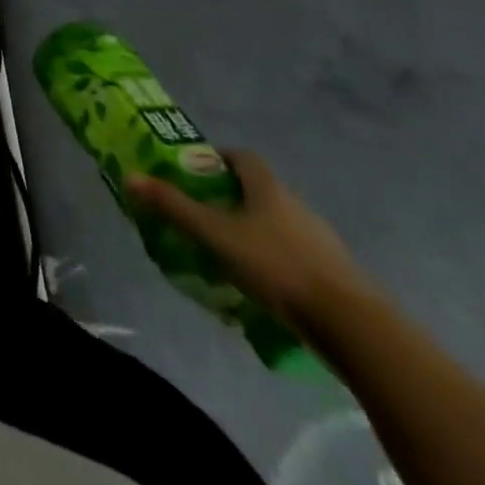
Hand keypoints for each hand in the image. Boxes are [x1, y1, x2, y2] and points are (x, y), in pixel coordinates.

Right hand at [127, 150, 373, 331]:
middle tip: (205, 213)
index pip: (242, 157)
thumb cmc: (277, 266)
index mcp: (268, 188)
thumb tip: (130, 176)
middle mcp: (296, 205)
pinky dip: (277, 260)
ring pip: (279, 224)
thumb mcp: (216, 235)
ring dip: (255, 230)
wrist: (354, 326)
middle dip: (232, 197)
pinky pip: (297, 255)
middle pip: (260, 190)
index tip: (197, 171)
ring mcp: (321, 241)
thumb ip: (174, 207)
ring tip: (229, 251)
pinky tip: (262, 283)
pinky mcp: (336, 275)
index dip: (219, 159)